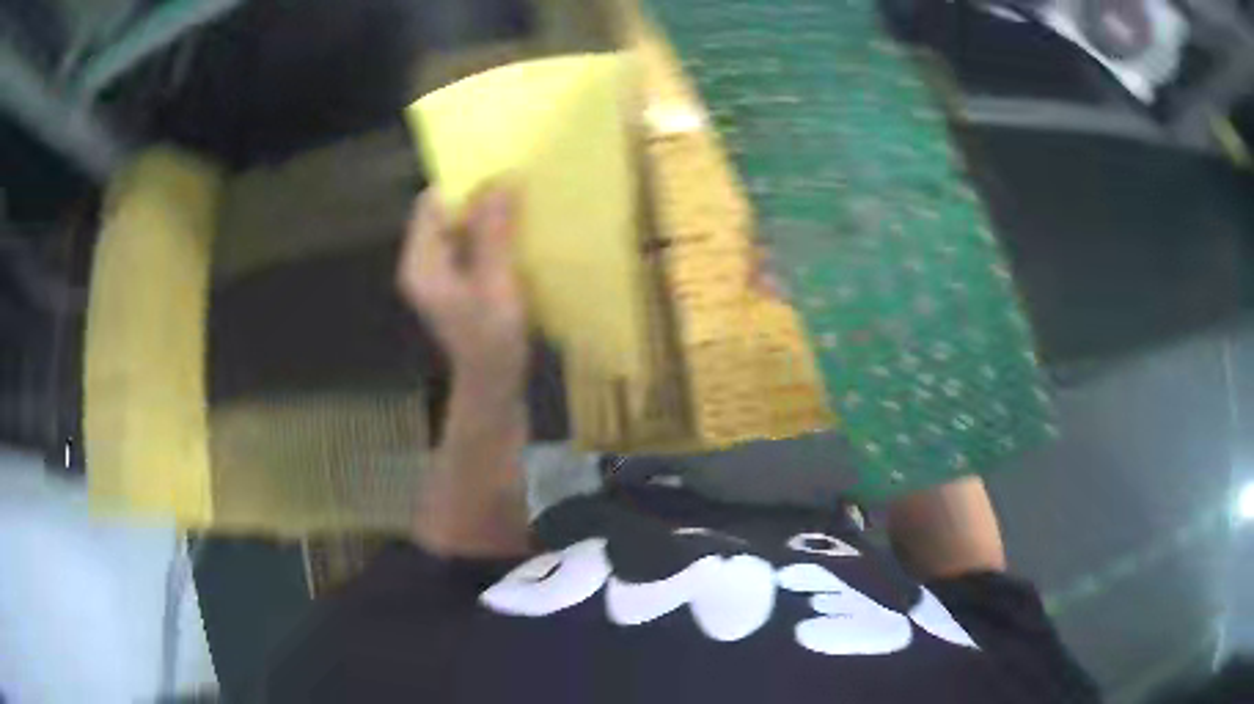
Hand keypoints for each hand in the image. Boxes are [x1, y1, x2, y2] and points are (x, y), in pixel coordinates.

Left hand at [397, 188, 528, 398]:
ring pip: (460, 224)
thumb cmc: (492, 341)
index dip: (462, 184)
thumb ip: (494, 234)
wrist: (493, 384)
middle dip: (478, 197)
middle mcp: (423, 262)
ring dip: (488, 214)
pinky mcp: (455, 278)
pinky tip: (517, 231)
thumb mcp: (496, 285)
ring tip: (520, 203)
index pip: (431, 204)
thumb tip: (500, 183)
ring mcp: (438, 271)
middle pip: (445, 211)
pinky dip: (491, 232)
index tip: (499, 172)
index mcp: (421, 264)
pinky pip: (470, 241)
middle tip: (516, 185)